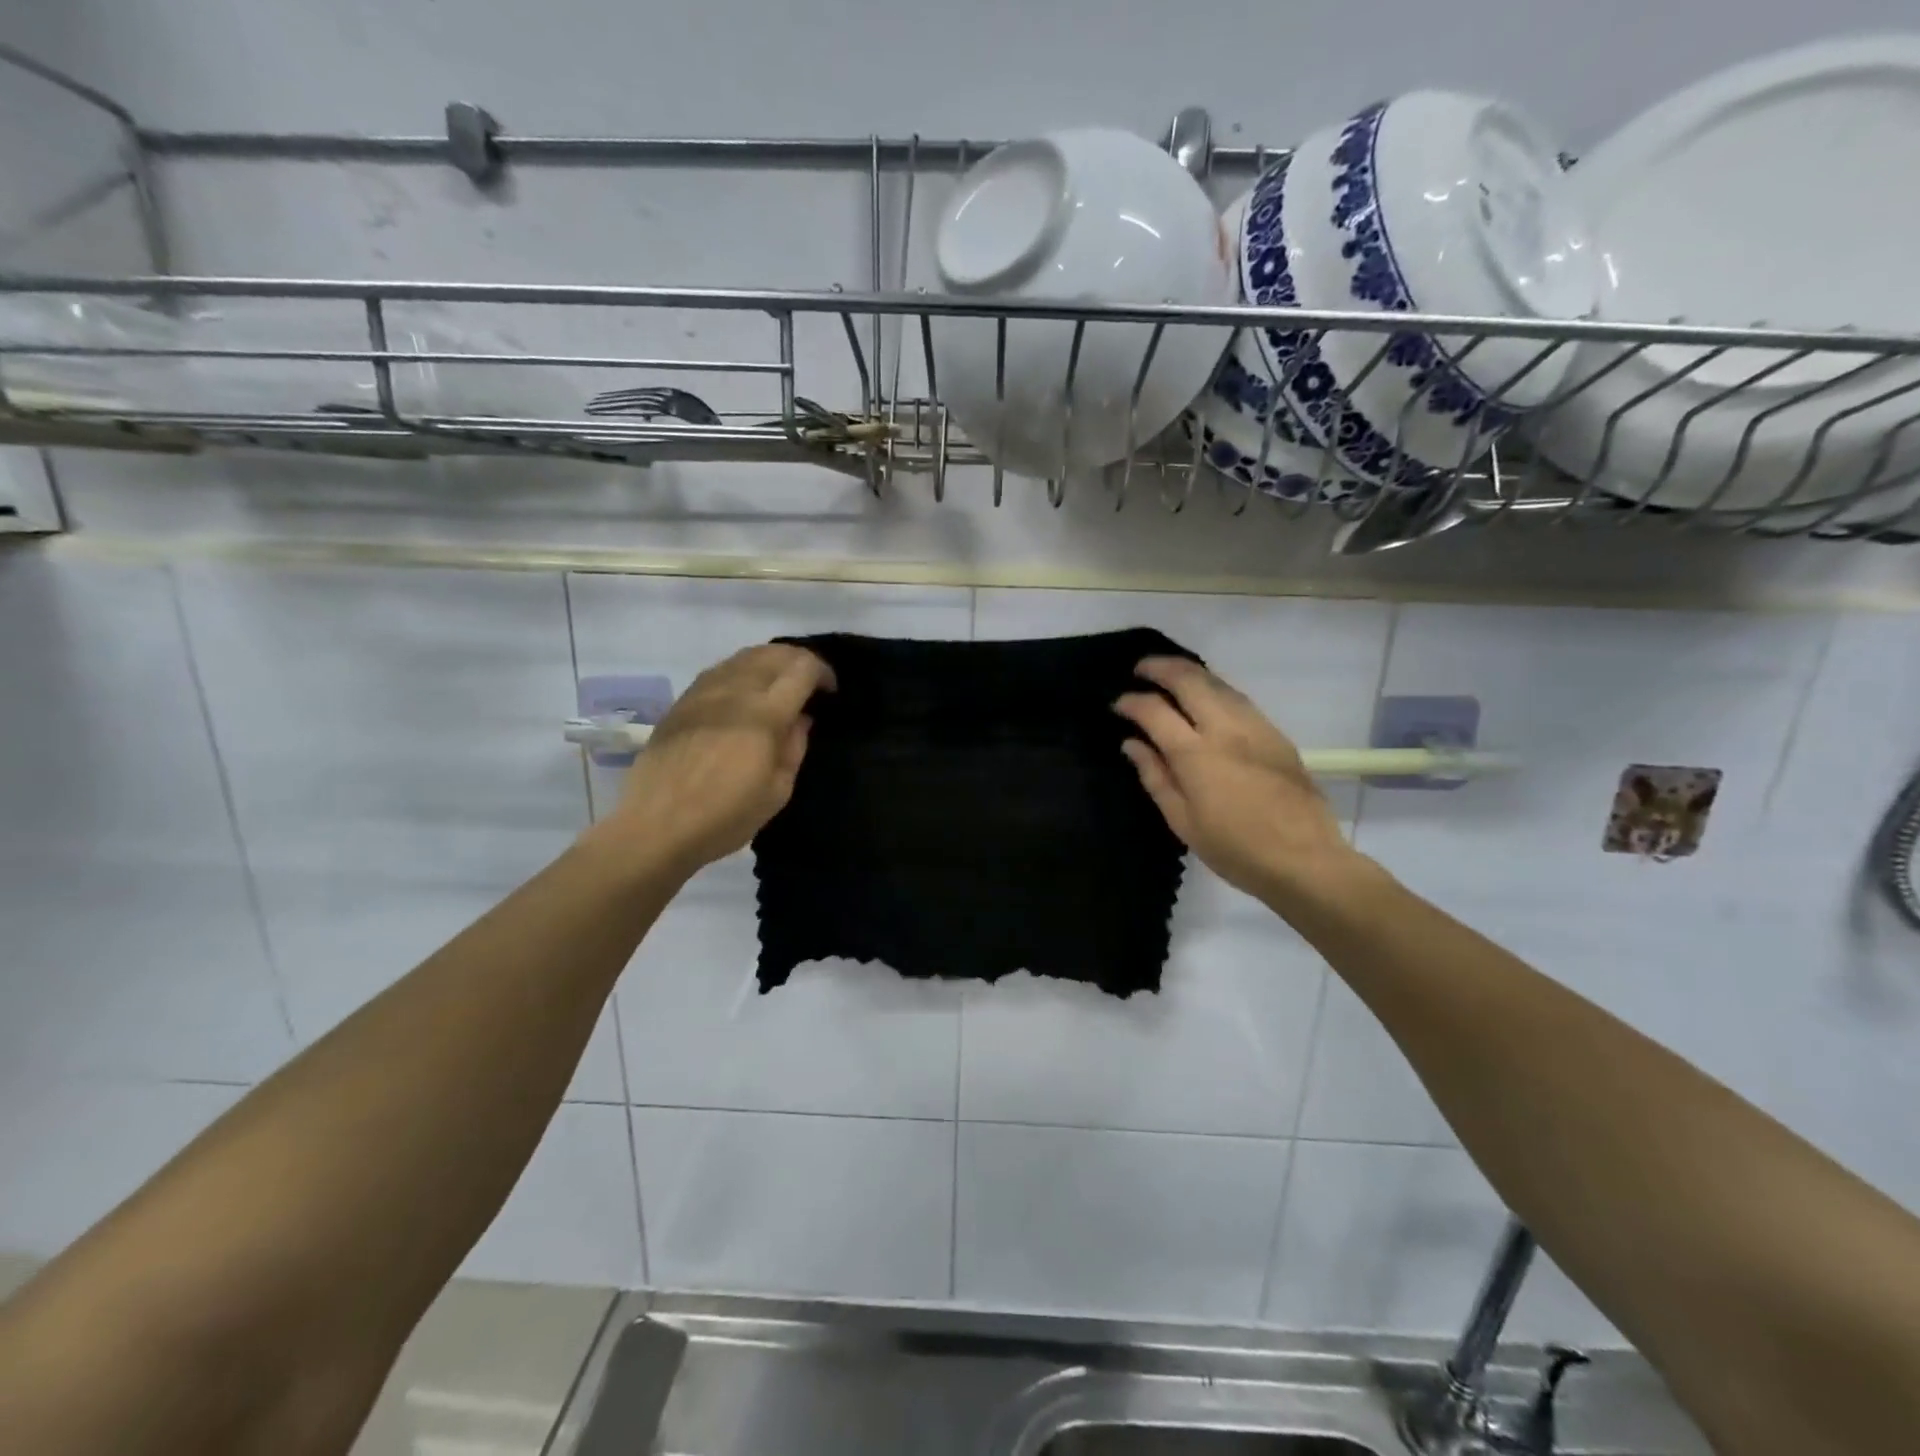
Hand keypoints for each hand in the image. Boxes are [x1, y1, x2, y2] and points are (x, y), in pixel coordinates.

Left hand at [598, 644, 834, 876]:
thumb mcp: (777, 791)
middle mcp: (735, 691)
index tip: (829, 691)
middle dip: (798, 660)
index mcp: (764, 714)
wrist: (656, 826)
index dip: (823, 672)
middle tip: (809, 683)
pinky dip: (742, 671)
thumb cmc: (725, 816)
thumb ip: (794, 747)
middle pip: (773, 653)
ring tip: (778, 684)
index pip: (802, 668)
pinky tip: (744, 692)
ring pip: (744, 656)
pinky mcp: (682, 701)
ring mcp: (704, 692)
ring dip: (770, 661)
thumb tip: (801, 719)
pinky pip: (720, 670)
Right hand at [1114, 657, 1358, 903]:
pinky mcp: (1275, 734)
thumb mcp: (1182, 821)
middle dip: (1160, 667)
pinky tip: (1206, 697)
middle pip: (1189, 680)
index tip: (1118, 705)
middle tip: (1141, 669)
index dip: (1132, 702)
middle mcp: (1225, 729)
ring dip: (1190, 672)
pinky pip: (1238, 698)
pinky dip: (1214, 688)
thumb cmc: (1235, 849)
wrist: (1304, 859)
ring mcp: (1255, 727)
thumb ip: (1155, 776)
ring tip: (1170, 675)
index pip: (1155, 711)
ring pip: (1218, 682)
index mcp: (1196, 755)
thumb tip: (1133, 743)